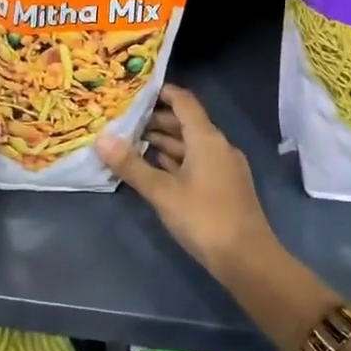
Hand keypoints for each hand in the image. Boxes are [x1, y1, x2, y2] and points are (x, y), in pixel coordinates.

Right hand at [97, 85, 276, 276]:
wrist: (247, 260)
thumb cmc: (204, 218)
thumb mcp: (162, 192)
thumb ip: (132, 165)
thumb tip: (102, 139)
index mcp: (207, 139)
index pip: (184, 102)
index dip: (163, 93)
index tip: (137, 90)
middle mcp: (219, 146)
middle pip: (187, 123)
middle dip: (157, 120)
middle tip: (126, 121)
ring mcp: (224, 167)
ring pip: (191, 145)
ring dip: (166, 142)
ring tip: (134, 143)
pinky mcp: (225, 187)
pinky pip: (197, 162)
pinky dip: (177, 160)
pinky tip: (157, 169)